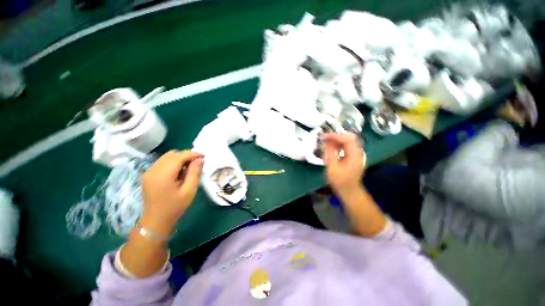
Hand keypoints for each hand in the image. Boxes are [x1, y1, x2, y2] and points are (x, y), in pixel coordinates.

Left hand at [140, 150, 203, 234]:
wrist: (155, 221)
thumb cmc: (175, 207)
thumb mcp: (189, 190)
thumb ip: (195, 172)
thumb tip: (200, 159)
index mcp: (163, 175)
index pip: (179, 156)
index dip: (192, 154)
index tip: (204, 156)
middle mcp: (153, 170)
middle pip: (172, 154)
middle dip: (187, 155)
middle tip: (198, 162)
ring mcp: (149, 172)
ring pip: (167, 157)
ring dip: (180, 158)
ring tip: (189, 167)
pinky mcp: (148, 175)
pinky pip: (162, 162)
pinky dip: (173, 162)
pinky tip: (179, 171)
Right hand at [323, 133, 365, 195]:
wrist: (349, 191)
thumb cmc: (340, 181)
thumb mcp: (332, 167)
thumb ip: (330, 153)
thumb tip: (327, 141)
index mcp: (355, 155)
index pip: (347, 139)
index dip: (335, 136)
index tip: (324, 136)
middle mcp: (358, 153)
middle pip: (350, 137)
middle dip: (337, 136)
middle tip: (326, 138)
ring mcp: (357, 154)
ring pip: (349, 141)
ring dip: (338, 140)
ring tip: (327, 142)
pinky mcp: (354, 157)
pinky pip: (347, 146)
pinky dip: (339, 145)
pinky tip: (332, 148)